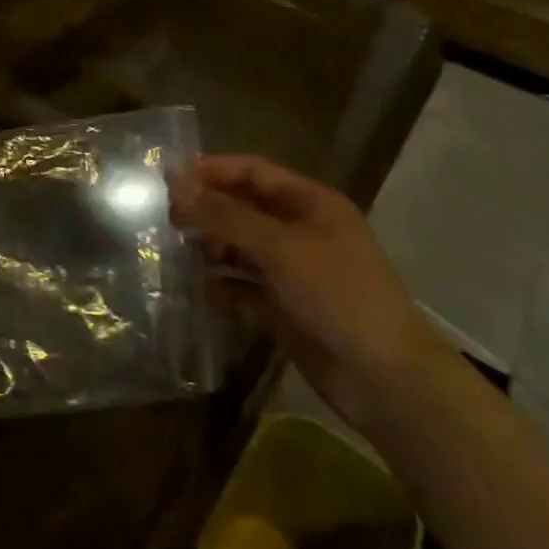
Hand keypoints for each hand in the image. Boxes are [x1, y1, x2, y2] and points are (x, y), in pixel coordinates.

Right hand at [167, 155, 449, 434]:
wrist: (385, 378)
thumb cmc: (338, 294)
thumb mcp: (280, 247)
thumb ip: (226, 215)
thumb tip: (178, 187)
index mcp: (311, 203)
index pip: (253, 172)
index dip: (212, 170)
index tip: (167, 177)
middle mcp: (300, 230)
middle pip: (244, 208)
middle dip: (205, 208)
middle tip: (162, 216)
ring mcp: (292, 270)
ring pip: (239, 247)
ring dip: (208, 245)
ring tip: (168, 248)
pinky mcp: (283, 306)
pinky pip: (242, 285)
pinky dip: (218, 282)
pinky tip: (190, 284)